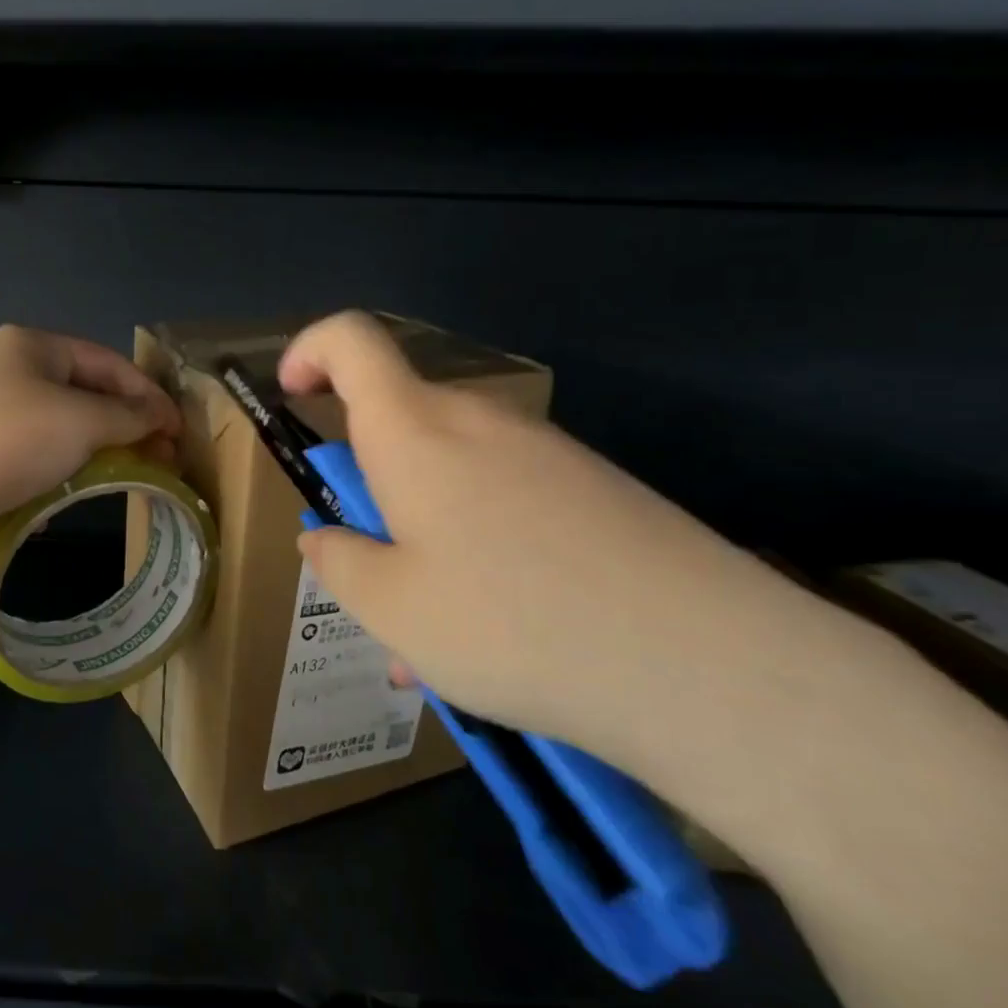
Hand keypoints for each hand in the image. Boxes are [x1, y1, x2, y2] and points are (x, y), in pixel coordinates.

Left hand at [0, 325, 181, 547]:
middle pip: (83, 389)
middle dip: (124, 422)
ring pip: (58, 420)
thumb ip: (129, 416)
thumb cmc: (15, 440)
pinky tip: (73, 485)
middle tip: (159, 454)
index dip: (148, 394)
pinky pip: (33, 445)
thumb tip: (160, 417)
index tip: (177, 430)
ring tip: (125, 469)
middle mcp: (6, 365)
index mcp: (31, 344)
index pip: (107, 362)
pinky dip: (61, 461)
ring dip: (96, 443)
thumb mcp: (84, 421)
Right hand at [280, 311, 845, 774]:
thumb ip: (339, 563)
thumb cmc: (513, 624)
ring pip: (455, 476)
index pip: (351, 339)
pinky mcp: (599, 491)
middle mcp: (480, 423)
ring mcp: (548, 454)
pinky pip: (510, 502)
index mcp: (415, 432)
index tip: (293, 397)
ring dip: (425, 531)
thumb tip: (326, 539)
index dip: (309, 351)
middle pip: (402, 423)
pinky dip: (480, 548)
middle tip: (371, 567)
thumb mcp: (390, 610)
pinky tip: (502, 634)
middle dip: (369, 484)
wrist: (714, 668)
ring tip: (436, 633)